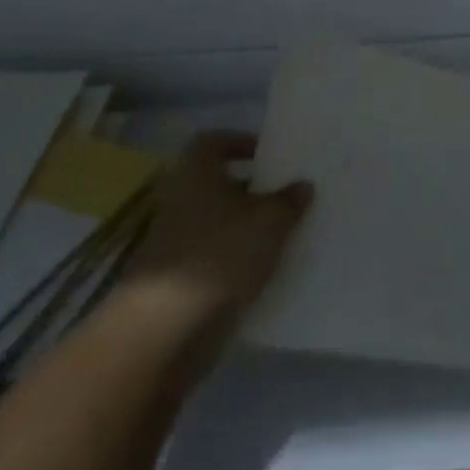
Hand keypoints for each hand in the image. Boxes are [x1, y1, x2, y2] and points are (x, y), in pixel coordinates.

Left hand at [121, 131, 312, 325]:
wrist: (166, 328)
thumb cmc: (220, 253)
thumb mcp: (270, 221)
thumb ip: (289, 200)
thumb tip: (303, 185)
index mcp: (196, 171)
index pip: (214, 141)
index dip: (241, 143)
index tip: (269, 155)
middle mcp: (180, 198)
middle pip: (217, 183)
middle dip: (251, 188)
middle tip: (285, 194)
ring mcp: (174, 240)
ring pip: (216, 221)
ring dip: (244, 225)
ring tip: (283, 232)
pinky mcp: (176, 278)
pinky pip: (212, 255)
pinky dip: (234, 257)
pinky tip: (263, 268)